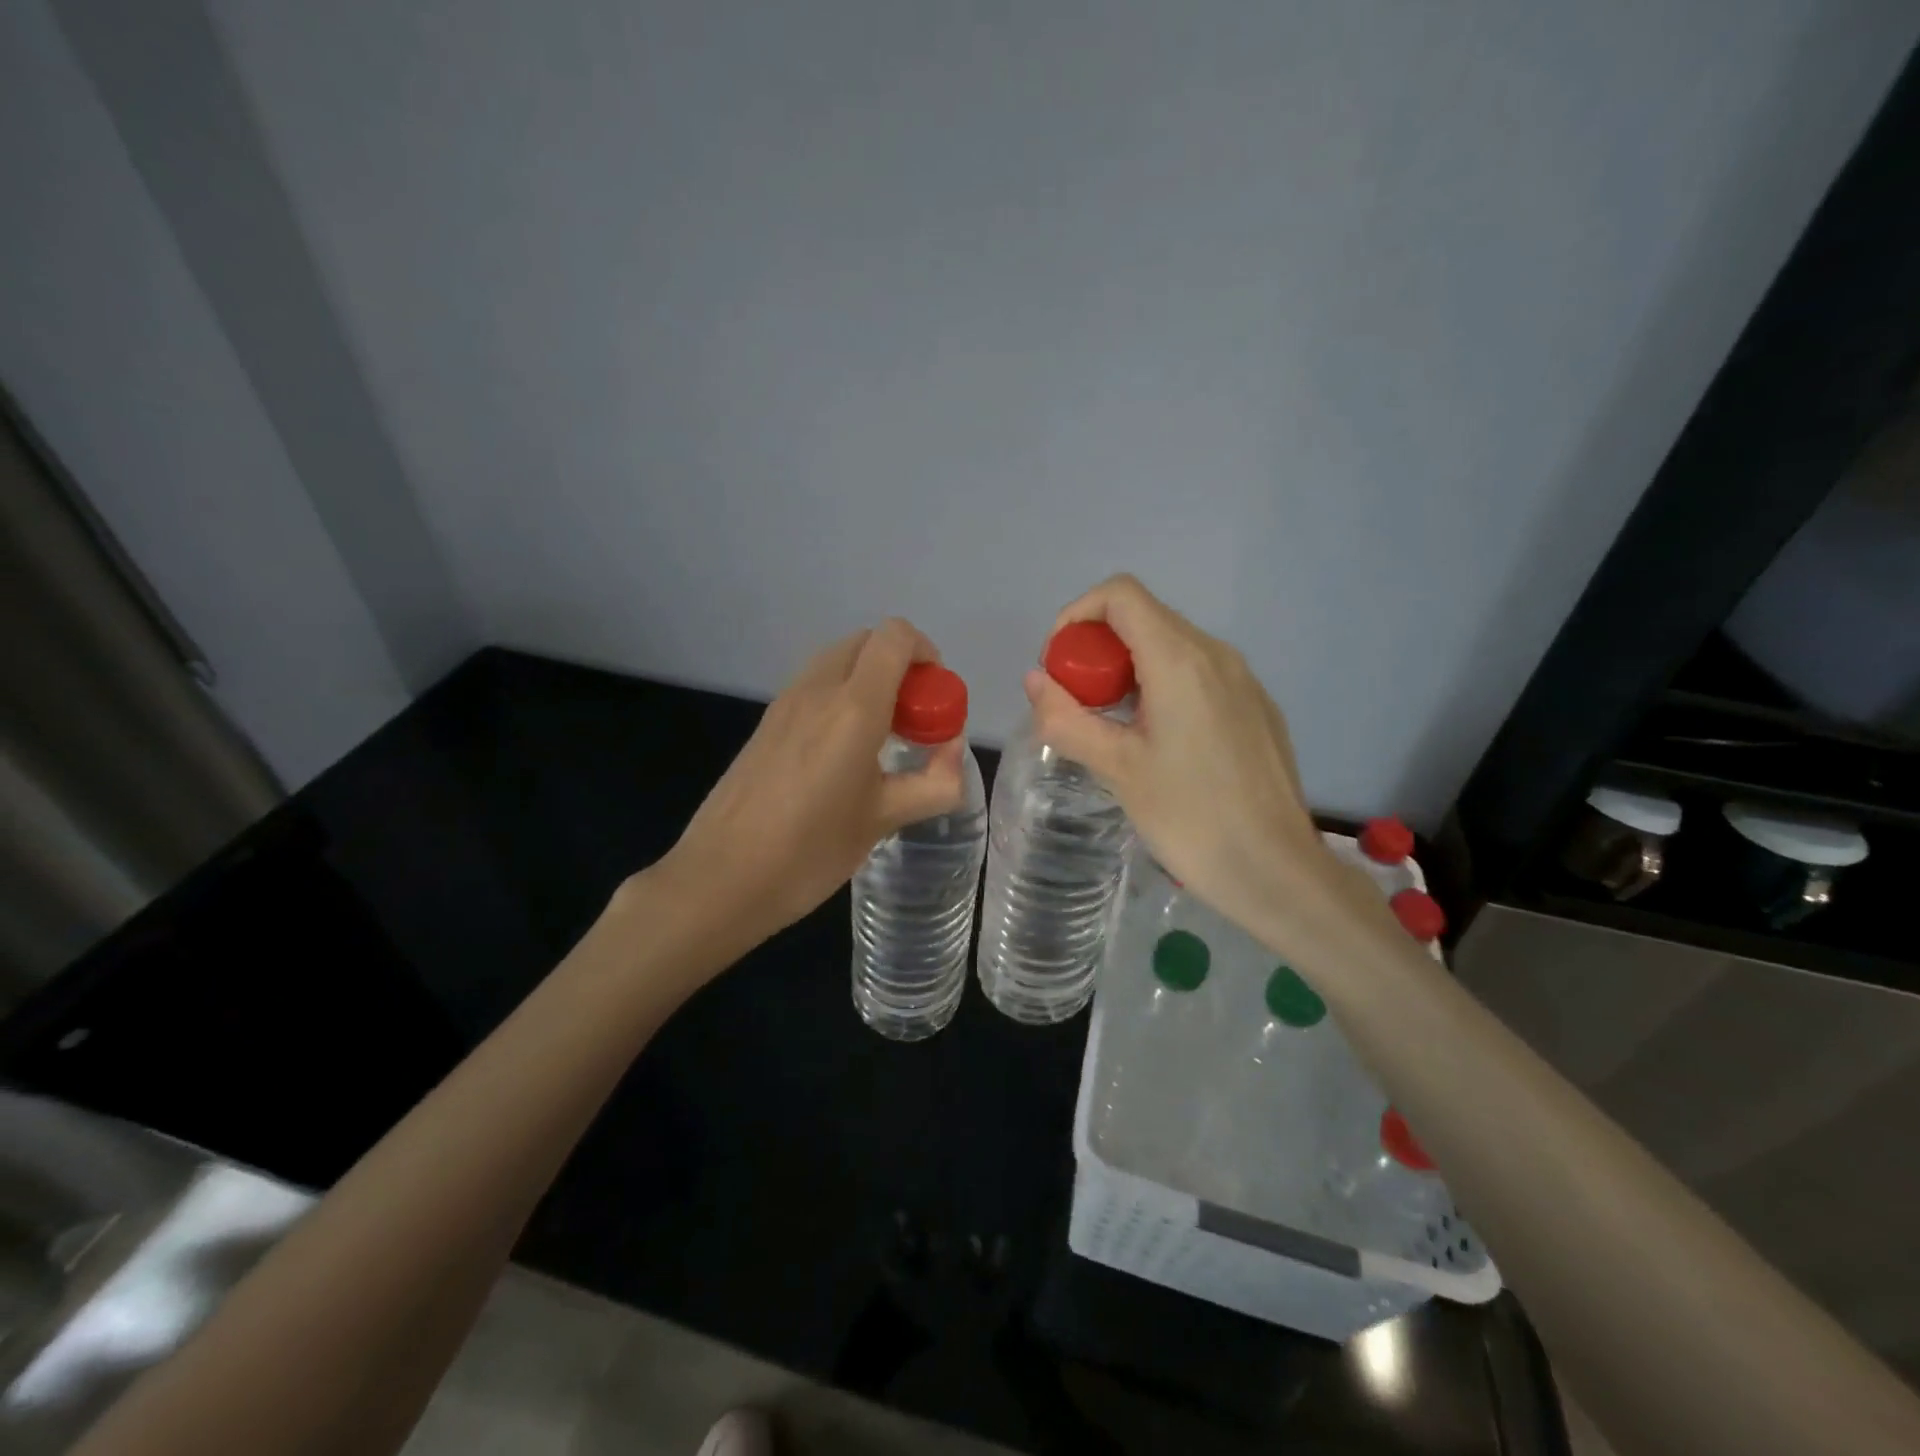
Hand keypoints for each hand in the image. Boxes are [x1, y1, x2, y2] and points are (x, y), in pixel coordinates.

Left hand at [660, 619, 965, 942]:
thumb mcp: (884, 820)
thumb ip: (933, 783)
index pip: (894, 637)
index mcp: (853, 707)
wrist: (721, 878)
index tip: (934, 698)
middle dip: (899, 666)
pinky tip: (842, 753)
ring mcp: (785, 703)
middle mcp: (817, 690)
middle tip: (913, 719)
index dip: (925, 653)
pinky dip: (840, 696)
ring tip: (881, 738)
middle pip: (866, 642)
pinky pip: (814, 686)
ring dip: (868, 680)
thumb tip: (954, 753)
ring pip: (837, 661)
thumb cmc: (810, 851)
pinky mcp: (766, 723)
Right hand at [1024, 575, 1379, 960]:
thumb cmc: (1190, 817)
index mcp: (1180, 660)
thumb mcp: (1116, 768)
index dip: (1077, 616)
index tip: (1059, 665)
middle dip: (1098, 648)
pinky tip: (1158, 742)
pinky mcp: (1256, 707)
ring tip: (1111, 726)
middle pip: (1144, 618)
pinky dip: (1162, 686)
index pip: (1120, 595)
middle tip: (1077, 703)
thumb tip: (1035, 680)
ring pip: (1172, 647)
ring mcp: (1243, 680)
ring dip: (1129, 669)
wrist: (1276, 871)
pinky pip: (1199, 674)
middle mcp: (1216, 654)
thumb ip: (1066, 718)